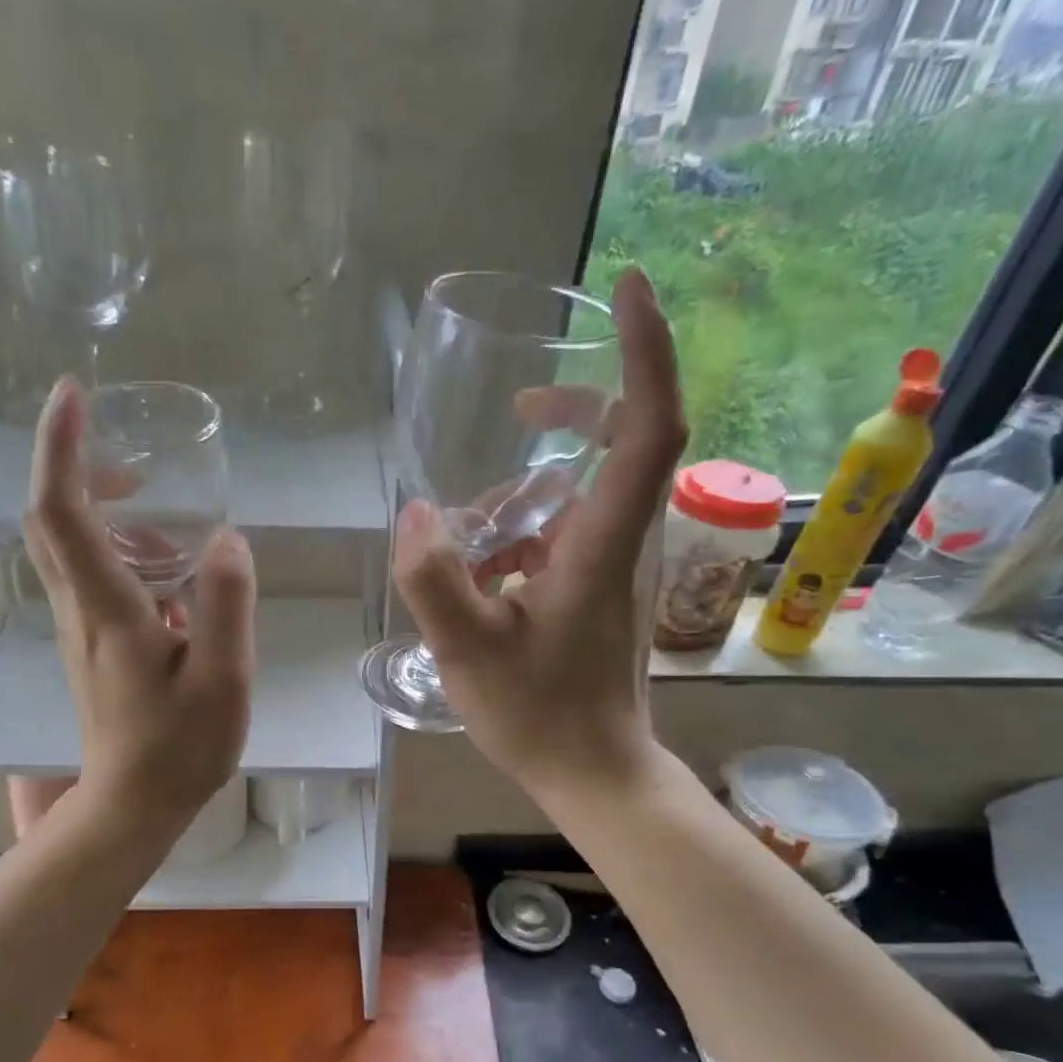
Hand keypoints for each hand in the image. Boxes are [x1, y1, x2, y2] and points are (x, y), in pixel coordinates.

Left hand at [24, 378, 255, 830]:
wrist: (134, 806)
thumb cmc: (180, 747)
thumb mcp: (223, 677)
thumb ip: (227, 604)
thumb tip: (227, 538)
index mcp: (107, 609)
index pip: (62, 509)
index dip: (62, 446)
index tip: (74, 393)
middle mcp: (80, 611)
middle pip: (50, 521)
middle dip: (79, 470)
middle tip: (134, 460)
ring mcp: (79, 632)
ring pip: (69, 551)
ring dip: (107, 518)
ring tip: (172, 530)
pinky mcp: (91, 651)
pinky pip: (89, 581)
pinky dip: (119, 556)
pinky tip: (173, 583)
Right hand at [393, 267, 686, 796]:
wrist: (592, 773)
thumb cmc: (538, 715)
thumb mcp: (467, 650)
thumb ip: (434, 580)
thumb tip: (415, 513)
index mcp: (599, 545)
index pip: (648, 426)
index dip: (646, 351)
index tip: (629, 288)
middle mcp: (618, 543)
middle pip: (625, 444)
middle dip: (578, 409)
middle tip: (521, 405)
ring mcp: (610, 570)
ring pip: (583, 497)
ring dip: (528, 493)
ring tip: (468, 530)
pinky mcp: (596, 594)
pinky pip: (566, 537)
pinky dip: (523, 535)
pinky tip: (480, 571)